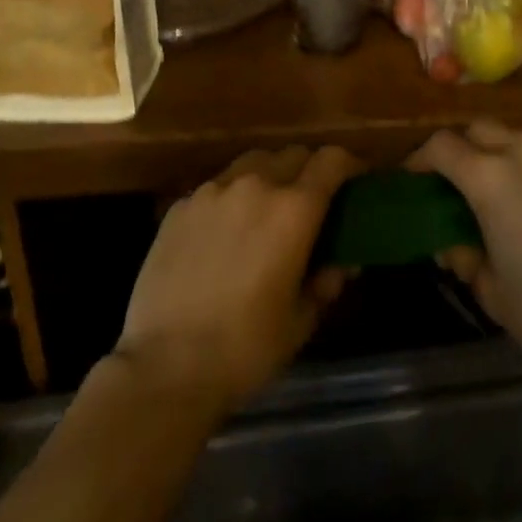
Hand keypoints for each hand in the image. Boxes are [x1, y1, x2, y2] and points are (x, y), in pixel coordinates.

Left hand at [114, 145, 362, 413]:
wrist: (165, 367)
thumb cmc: (245, 348)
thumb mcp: (301, 320)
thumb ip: (326, 281)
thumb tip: (342, 261)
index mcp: (294, 209)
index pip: (332, 160)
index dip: (350, 165)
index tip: (356, 180)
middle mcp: (255, 185)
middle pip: (293, 154)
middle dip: (309, 170)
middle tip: (311, 201)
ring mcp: (212, 192)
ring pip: (252, 163)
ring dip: (269, 176)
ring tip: (265, 209)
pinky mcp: (180, 206)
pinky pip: (217, 187)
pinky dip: (231, 197)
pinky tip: (224, 232)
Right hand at [410, 122, 521, 371]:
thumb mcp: (491, 291)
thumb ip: (465, 258)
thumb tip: (454, 245)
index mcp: (489, 177)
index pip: (441, 146)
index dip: (420, 159)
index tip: (414, 178)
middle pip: (480, 129)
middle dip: (463, 147)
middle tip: (458, 181)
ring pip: (520, 139)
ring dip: (503, 155)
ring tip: (505, 191)